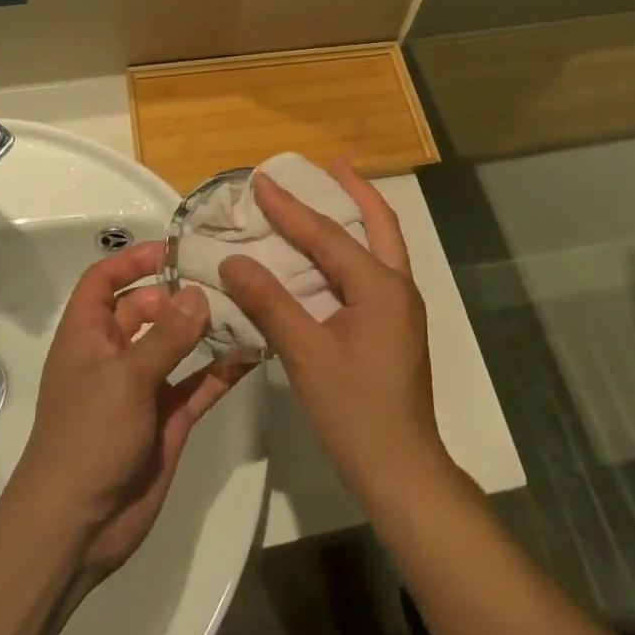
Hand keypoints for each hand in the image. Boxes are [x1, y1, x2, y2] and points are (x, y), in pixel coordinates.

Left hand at [4, 240, 250, 580]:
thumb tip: (199, 293)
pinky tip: (252, 352)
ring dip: (206, 328)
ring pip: (178, 344)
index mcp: (87, 336)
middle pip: (146, 308)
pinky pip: (198, 384)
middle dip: (180, 292)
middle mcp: (115, 354)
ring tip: (247, 304)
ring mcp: (142, 387)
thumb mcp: (124, 380)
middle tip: (225, 276)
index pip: (102, 281)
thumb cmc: (87, 439)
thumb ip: (166, 336)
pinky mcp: (167, 418)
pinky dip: (221, 369)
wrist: (76, 531)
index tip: (173, 249)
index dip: (130, 261)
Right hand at [217, 166, 448, 507]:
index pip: (327, 235)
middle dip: (354, 189)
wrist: (402, 472)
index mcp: (380, 286)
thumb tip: (232, 261)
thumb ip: (269, 303)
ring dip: (358, 215)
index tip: (260, 180)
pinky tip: (331, 255)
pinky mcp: (394, 326)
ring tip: (331, 192)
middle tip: (329, 162)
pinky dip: (354, 248)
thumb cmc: (354, 412)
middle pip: (379, 222)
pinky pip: (374, 269)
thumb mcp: (305, 354)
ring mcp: (400, 307)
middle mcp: (397, 286)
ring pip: (381, 244)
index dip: (290, 208)